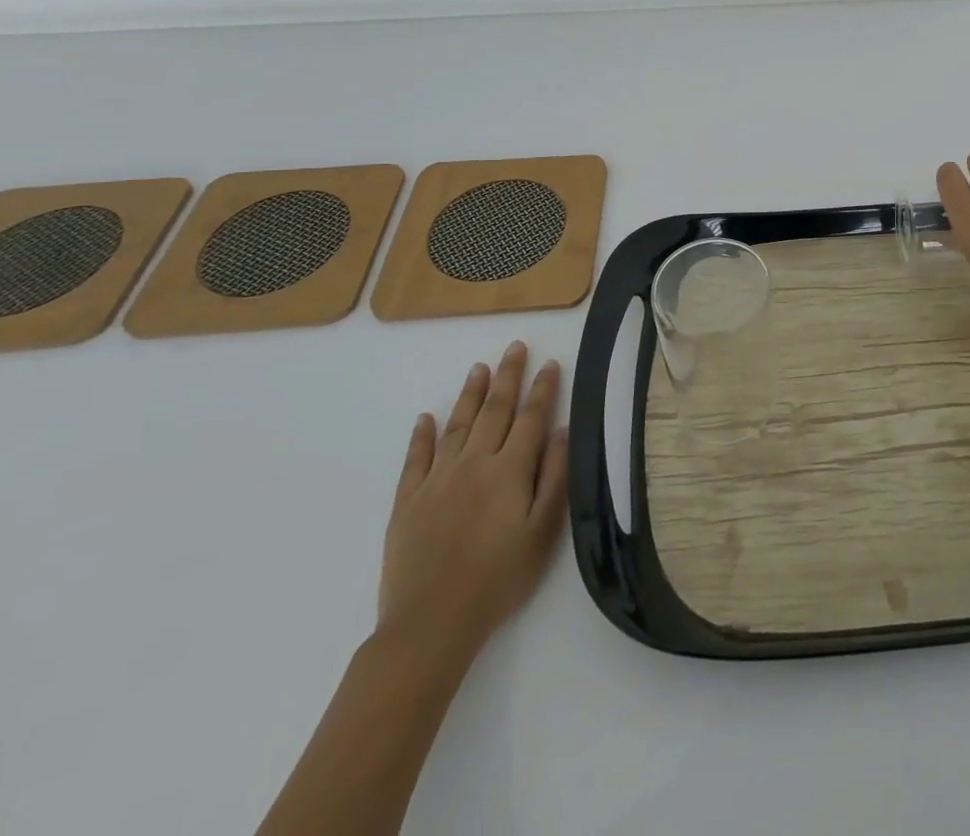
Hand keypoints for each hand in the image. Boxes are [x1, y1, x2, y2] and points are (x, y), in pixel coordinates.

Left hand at [377, 345, 567, 674]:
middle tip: (515, 347)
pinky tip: (425, 418)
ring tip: (480, 368)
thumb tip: (561, 431)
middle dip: (508, 376)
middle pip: (494, 410)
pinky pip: (416, 458)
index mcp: (509, 470)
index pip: (530, 417)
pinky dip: (421, 435)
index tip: (550, 363)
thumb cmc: (498, 579)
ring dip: (471, 394)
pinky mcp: (408, 500)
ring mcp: (437, 479)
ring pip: (458, 424)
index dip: (542, 388)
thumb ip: (554, 477)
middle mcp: (474, 463)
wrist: (431, 623)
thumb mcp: (542, 532)